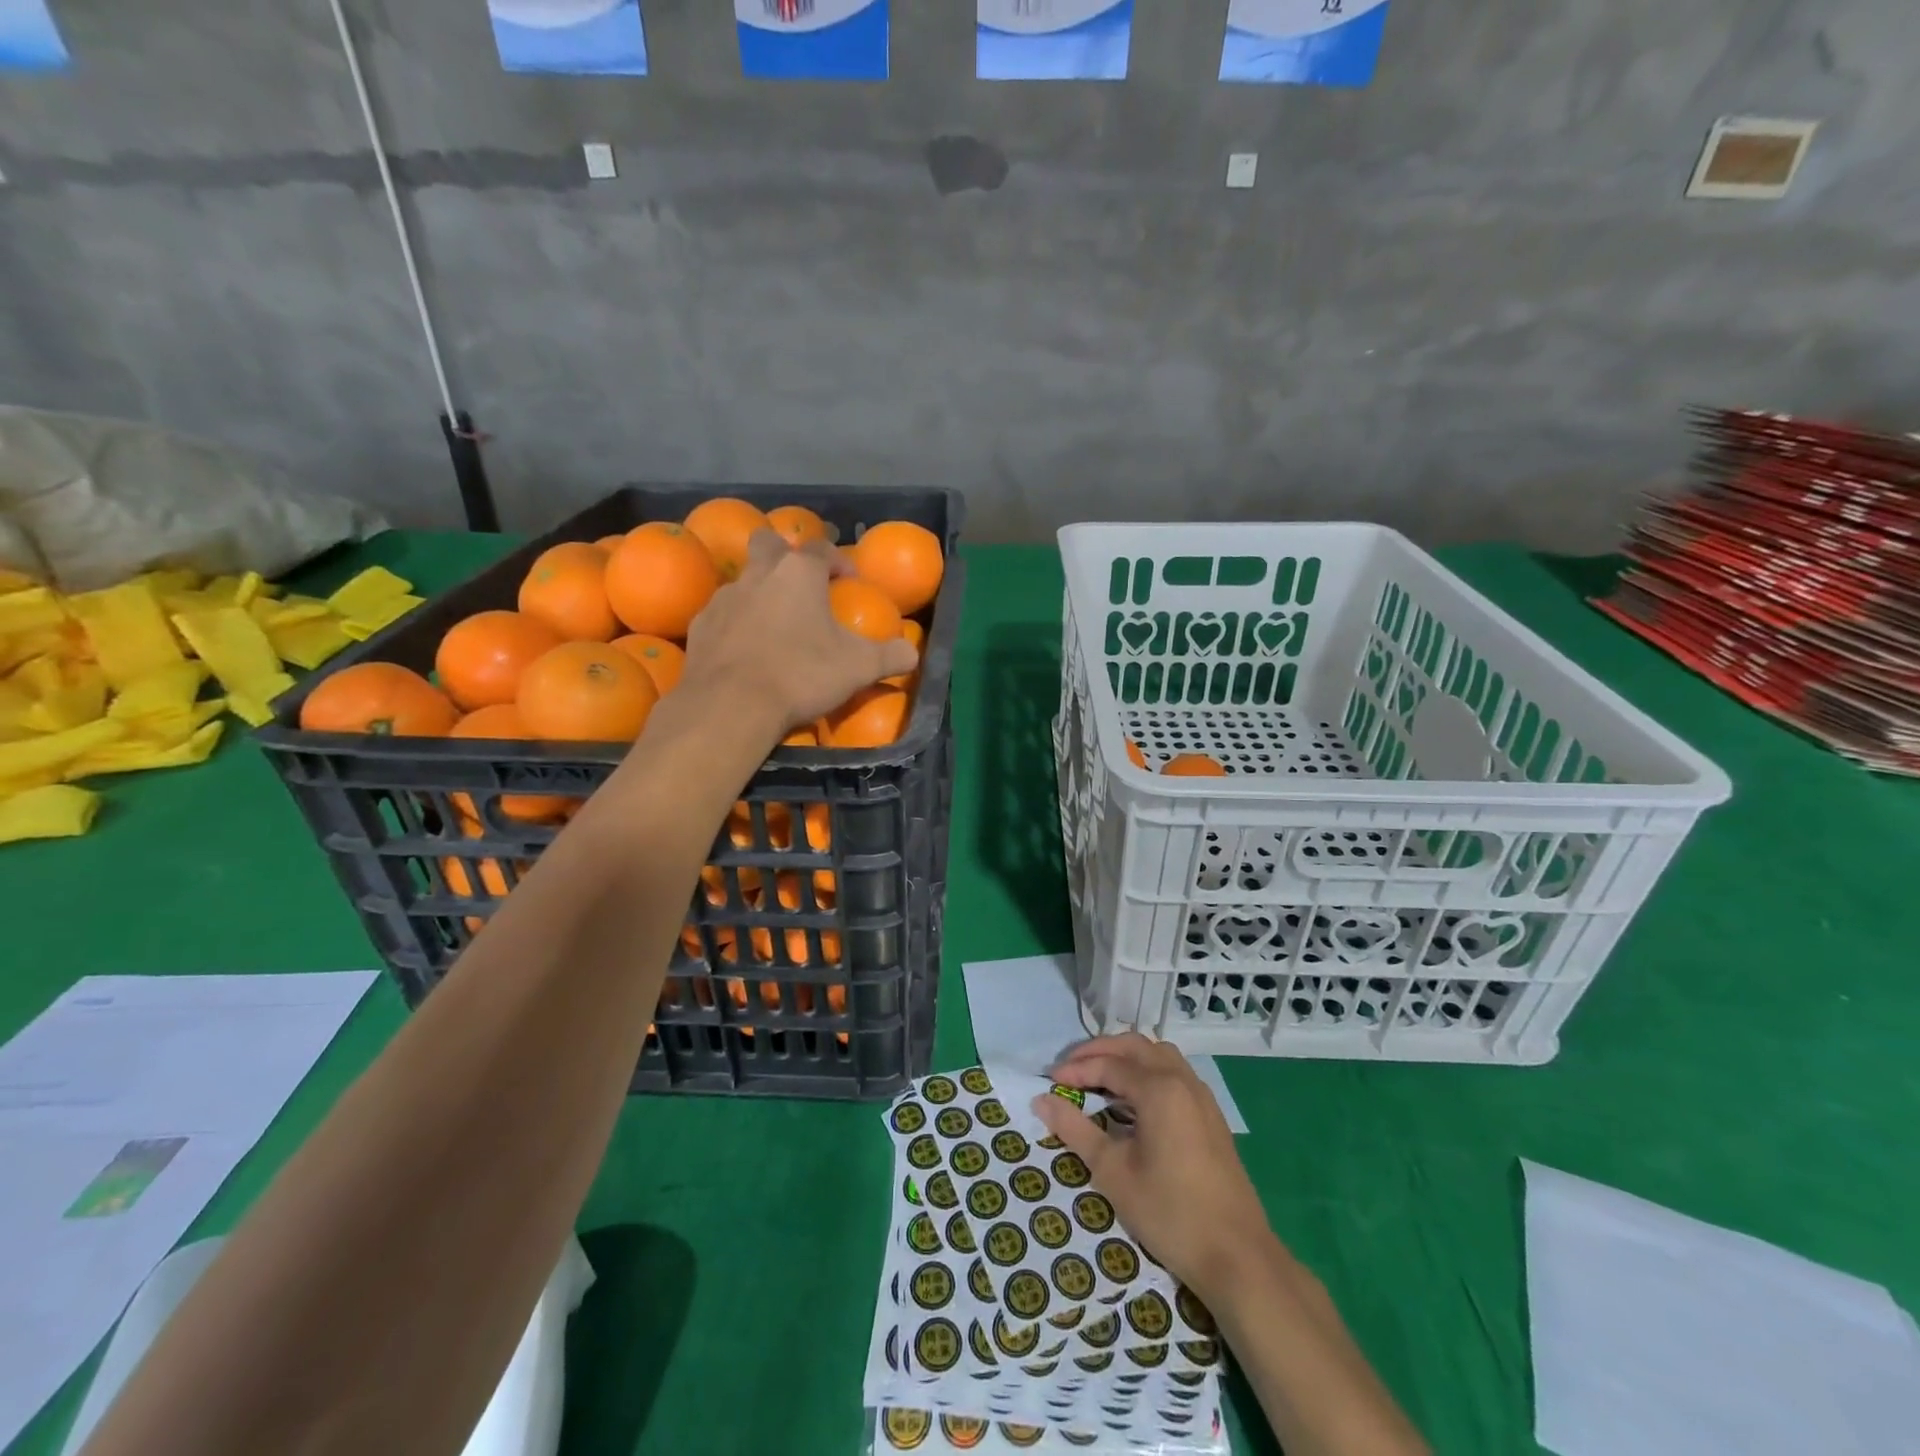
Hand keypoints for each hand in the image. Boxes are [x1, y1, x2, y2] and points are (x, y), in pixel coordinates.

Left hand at [680, 530, 916, 734]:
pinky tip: (747, 649)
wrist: (731, 704)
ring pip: (744, 579)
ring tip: (776, 624)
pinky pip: (723, 613)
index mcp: (799, 573)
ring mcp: (724, 597)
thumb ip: (890, 656)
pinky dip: (737, 623)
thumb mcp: (859, 668)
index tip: (849, 581)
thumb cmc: (801, 673)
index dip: (838, 561)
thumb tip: (912, 653)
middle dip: (786, 555)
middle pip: (770, 544)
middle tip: (802, 585)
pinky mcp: (701, 625)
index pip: (821, 548)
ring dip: (760, 592)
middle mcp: (759, 574)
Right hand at [1033, 1034, 1273, 1305]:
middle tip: (1069, 1069)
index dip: (1076, 1070)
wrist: (1237, 1256)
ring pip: (1157, 1054)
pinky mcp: (1210, 1115)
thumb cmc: (1169, 1213)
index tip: (1049, 1081)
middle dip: (1098, 1052)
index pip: (1108, 1064)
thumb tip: (1042, 1100)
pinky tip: (1133, 1099)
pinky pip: (1173, 1072)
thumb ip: (1075, 1130)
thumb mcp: (1113, 1172)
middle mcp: (1182, 1080)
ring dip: (1125, 1057)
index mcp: (1159, 1088)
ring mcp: (1201, 1095)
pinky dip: (1146, 1071)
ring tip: (1098, 1077)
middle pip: (1133, 1047)